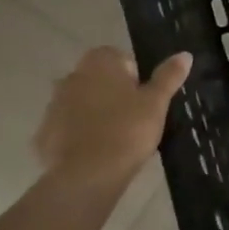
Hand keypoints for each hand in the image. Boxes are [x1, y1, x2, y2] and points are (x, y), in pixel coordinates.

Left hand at [34, 47, 191, 184]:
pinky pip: (67, 128)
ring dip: (94, 114)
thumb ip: (168, 77)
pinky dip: (79, 136)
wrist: (87, 175)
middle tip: (133, 118)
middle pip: (97, 79)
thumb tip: (185, 54)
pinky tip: (95, 153)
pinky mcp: (44, 133)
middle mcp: (71, 77)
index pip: (118, 57)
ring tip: (115, 138)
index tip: (143, 99)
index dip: (133, 76)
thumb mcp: (156, 103)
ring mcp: (54, 105)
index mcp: (99, 64)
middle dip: (112, 93)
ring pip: (80, 103)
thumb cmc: (128, 130)